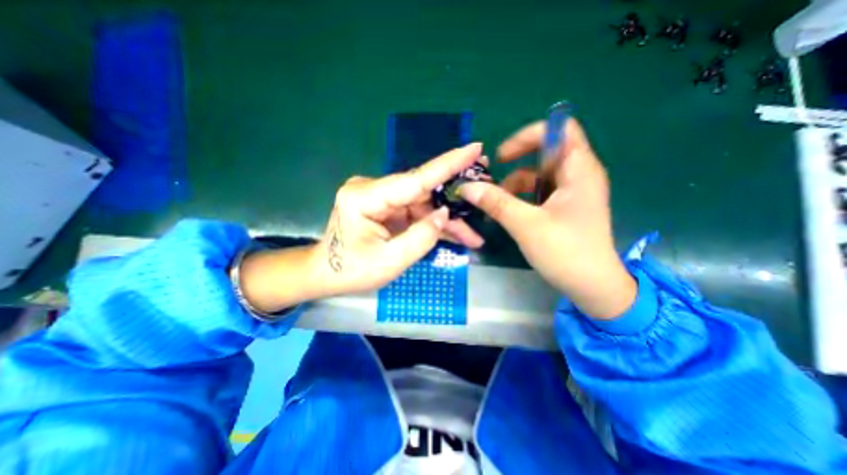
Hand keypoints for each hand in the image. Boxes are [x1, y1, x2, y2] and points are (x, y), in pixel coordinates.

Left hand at [309, 142, 485, 292]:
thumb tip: (445, 214)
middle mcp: (373, 189)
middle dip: (454, 200)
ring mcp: (380, 197)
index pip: (415, 179)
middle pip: (423, 192)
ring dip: (446, 220)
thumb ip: (421, 238)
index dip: (447, 164)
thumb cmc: (351, 271)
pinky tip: (454, 235)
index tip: (474, 149)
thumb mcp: (389, 262)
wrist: (326, 274)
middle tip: (484, 192)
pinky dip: (433, 224)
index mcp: (365, 197)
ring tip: (472, 235)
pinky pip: (416, 212)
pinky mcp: (386, 206)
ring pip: (423, 204)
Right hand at [456, 120, 634, 320]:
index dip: (529, 136)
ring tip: (496, 202)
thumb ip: (495, 202)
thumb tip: (466, 187)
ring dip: (515, 184)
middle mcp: (579, 175)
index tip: (503, 156)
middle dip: (516, 162)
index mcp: (579, 170)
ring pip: (539, 174)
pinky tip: (508, 211)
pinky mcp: (565, 206)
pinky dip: (522, 196)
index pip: (559, 129)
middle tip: (493, 178)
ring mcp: (572, 191)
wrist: (592, 286)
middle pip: (545, 152)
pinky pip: (540, 191)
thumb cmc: (566, 253)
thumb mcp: (526, 225)